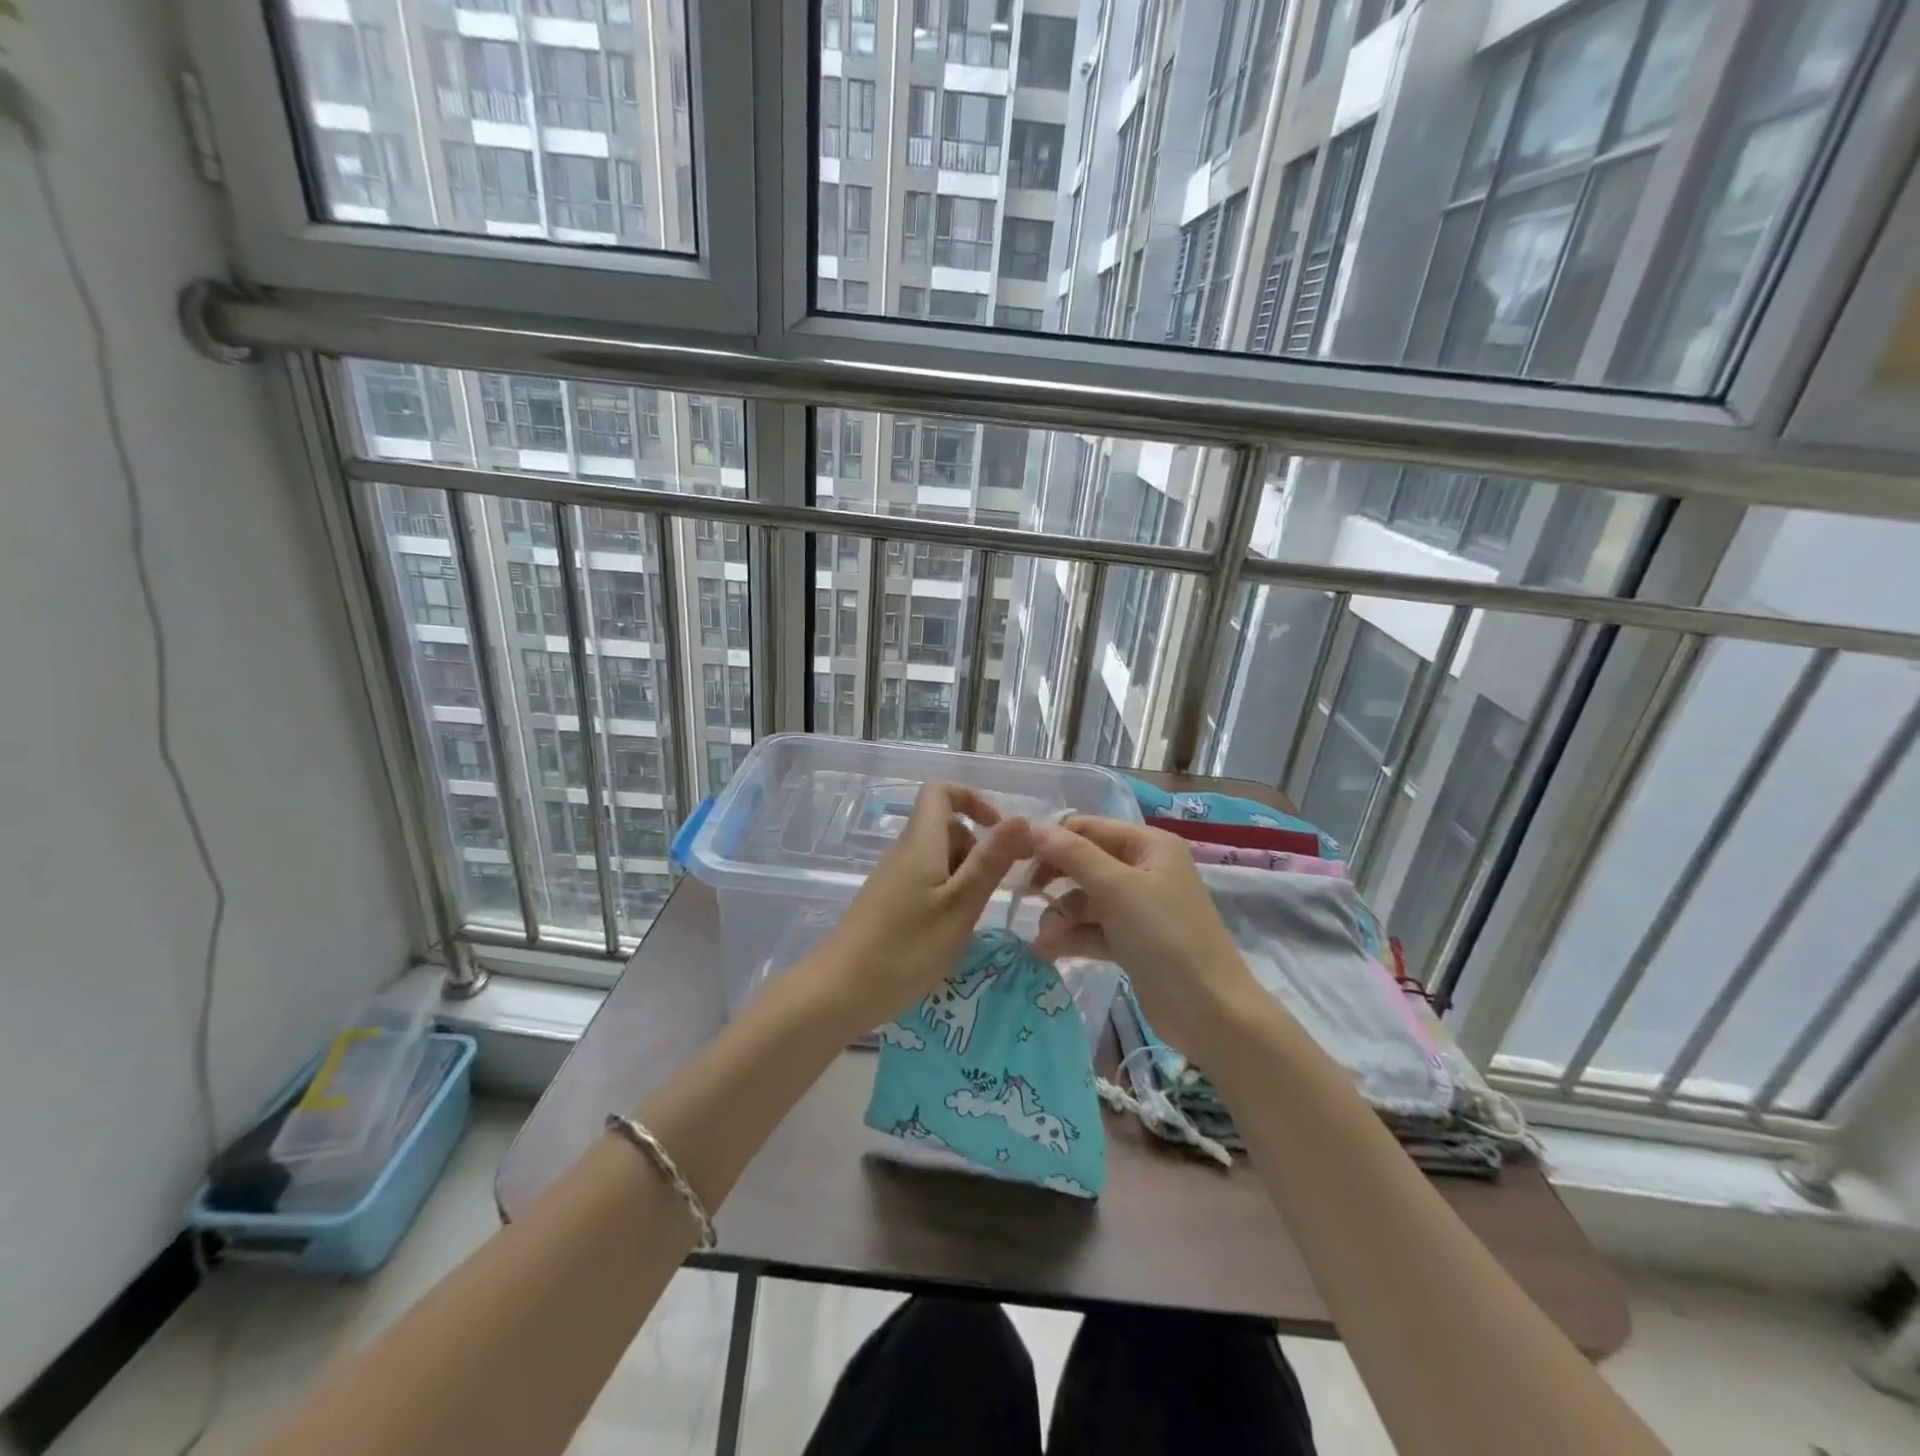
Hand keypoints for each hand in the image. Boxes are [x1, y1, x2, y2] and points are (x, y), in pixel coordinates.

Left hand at [817, 781, 1034, 1028]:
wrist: (840, 992)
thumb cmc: (906, 949)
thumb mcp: (960, 906)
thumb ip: (990, 862)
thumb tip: (1022, 819)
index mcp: (920, 842)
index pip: (940, 791)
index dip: (972, 799)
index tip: (998, 831)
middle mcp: (904, 851)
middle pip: (945, 828)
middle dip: (977, 849)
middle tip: (993, 890)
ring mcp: (893, 878)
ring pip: (938, 858)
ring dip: (964, 877)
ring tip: (972, 918)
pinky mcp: (887, 903)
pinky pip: (925, 882)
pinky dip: (946, 896)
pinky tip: (949, 932)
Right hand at [1027, 817, 1257, 1056]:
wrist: (1209, 1012)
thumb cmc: (1166, 937)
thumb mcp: (1117, 889)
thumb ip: (1073, 855)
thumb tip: (1031, 827)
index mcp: (1148, 846)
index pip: (1088, 828)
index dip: (1053, 839)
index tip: (1016, 858)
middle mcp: (1143, 870)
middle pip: (1084, 863)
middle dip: (1055, 882)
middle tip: (1026, 896)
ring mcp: (1137, 908)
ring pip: (1084, 900)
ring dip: (1060, 916)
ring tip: (1046, 940)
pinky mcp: (1131, 942)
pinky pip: (1092, 929)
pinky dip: (1072, 936)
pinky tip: (1048, 951)